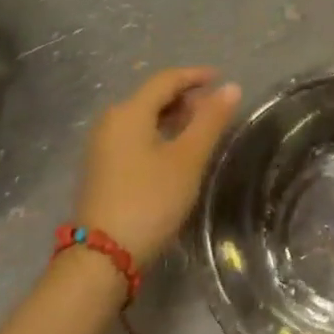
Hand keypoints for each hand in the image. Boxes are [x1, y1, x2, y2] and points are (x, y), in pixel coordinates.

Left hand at [72, 67, 240, 263]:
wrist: (102, 258)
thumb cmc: (150, 200)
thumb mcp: (188, 159)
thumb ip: (210, 120)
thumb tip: (231, 87)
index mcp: (129, 112)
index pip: (166, 79)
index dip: (196, 75)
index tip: (223, 79)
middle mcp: (111, 121)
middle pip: (152, 96)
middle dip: (186, 96)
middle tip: (215, 108)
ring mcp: (102, 145)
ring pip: (143, 117)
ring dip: (173, 116)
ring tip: (201, 129)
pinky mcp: (101, 168)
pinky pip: (135, 136)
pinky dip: (159, 133)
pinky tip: (176, 151)